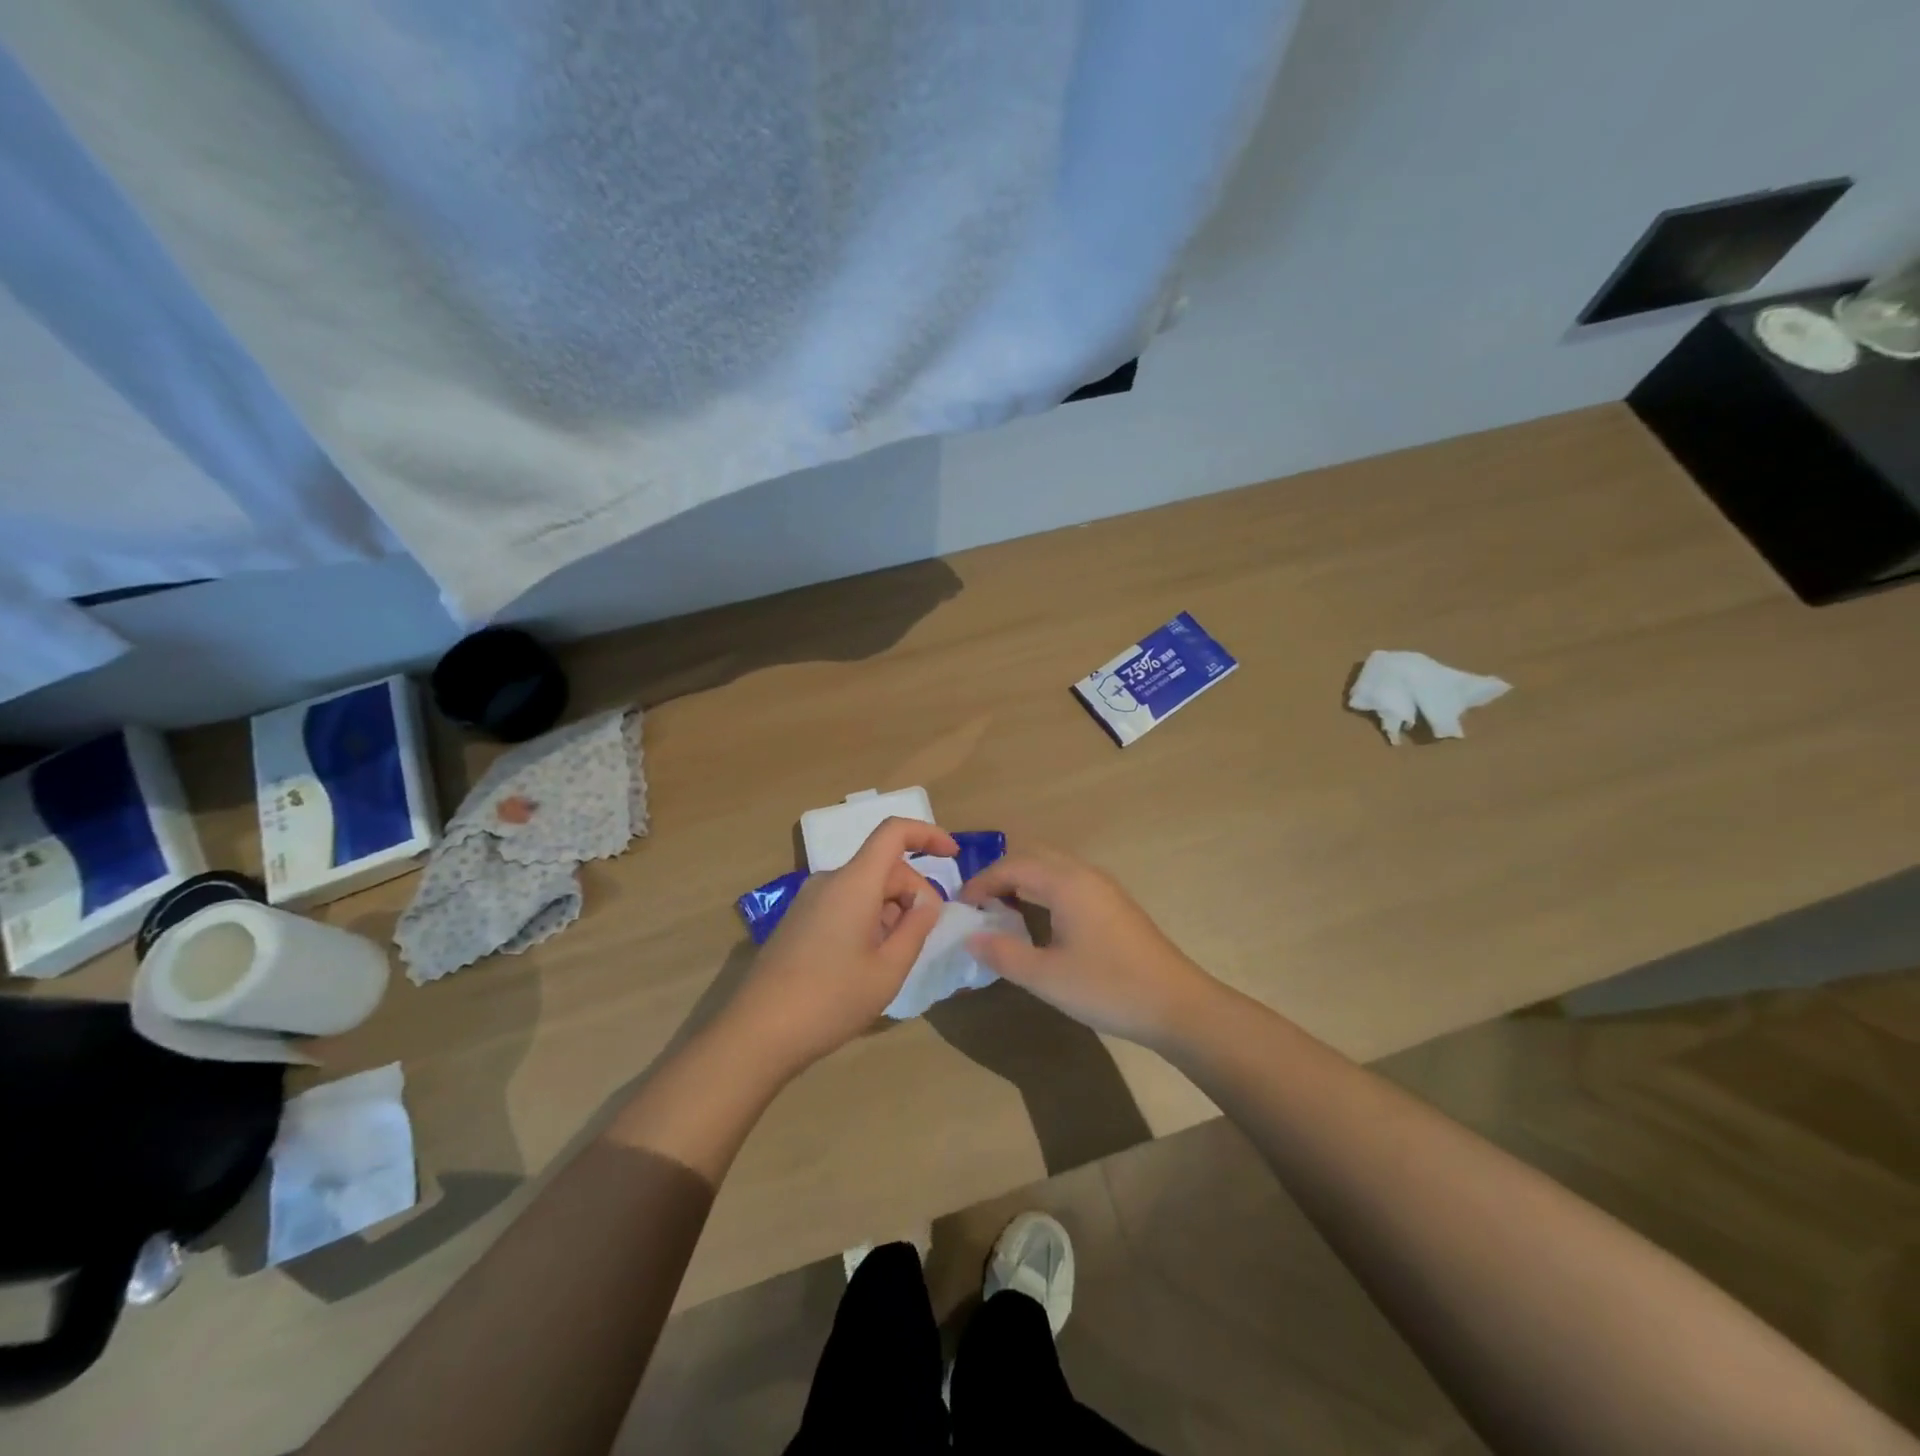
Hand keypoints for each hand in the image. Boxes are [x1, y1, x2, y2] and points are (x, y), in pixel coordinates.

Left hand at [721, 818, 957, 1077]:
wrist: (758, 1032)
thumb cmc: (831, 1000)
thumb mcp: (889, 969)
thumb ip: (916, 927)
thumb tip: (926, 901)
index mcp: (854, 882)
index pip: (894, 832)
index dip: (927, 834)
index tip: (952, 854)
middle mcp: (829, 880)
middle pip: (883, 865)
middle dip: (913, 891)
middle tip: (925, 935)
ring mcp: (810, 900)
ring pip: (865, 887)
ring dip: (890, 909)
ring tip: (895, 957)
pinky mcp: (799, 920)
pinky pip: (845, 903)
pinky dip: (868, 918)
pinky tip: (868, 960)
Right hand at [959, 846, 1219, 1047]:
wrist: (1176, 1004)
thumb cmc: (1108, 987)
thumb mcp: (1046, 977)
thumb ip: (1003, 954)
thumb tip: (970, 938)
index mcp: (1066, 882)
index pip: (1012, 866)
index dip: (981, 883)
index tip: (961, 908)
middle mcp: (1084, 874)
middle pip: (1033, 857)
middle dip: (1001, 876)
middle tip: (979, 906)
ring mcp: (1103, 888)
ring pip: (1053, 868)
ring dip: (1024, 881)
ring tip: (1002, 912)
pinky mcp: (1114, 904)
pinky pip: (1068, 882)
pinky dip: (1044, 890)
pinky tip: (1039, 922)